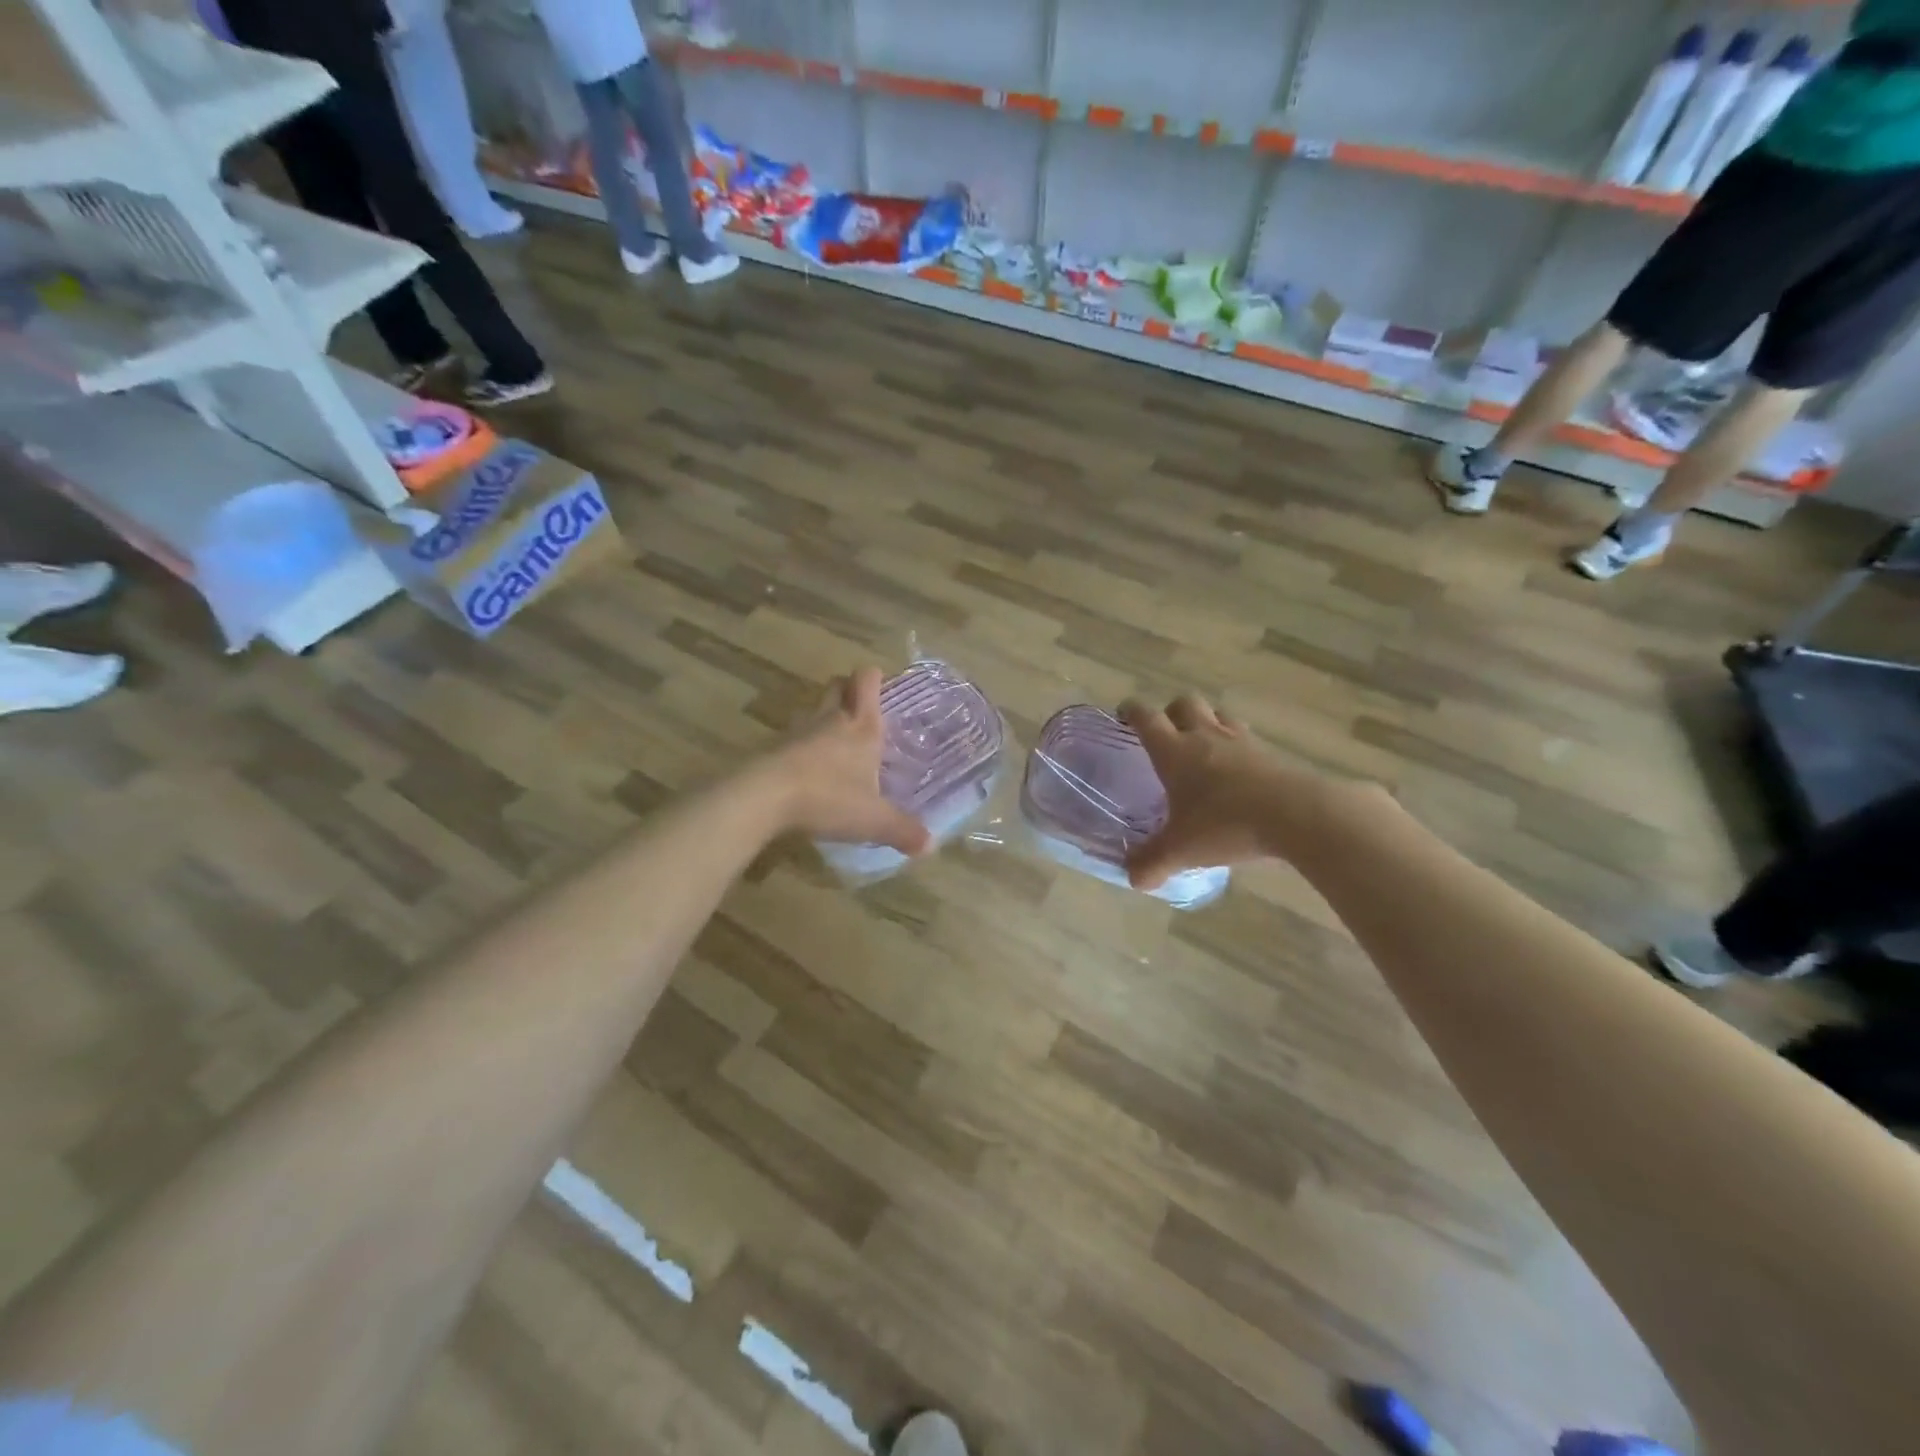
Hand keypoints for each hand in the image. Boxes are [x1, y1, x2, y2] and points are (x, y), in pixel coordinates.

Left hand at [760, 668, 929, 855]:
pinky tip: (808, 768)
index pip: (867, 681)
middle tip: (859, 709)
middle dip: (848, 691)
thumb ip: (902, 830)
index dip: (873, 678)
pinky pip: (793, 738)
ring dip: (824, 717)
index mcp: (862, 727)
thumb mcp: (873, 820)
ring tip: (835, 739)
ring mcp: (799, 732)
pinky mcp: (774, 749)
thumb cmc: (828, 798)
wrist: (764, 798)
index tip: (880, 684)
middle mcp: (831, 720)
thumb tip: (931, 845)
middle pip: (837, 686)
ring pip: (813, 710)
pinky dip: (802, 745)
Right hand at [1119, 693, 1320, 889]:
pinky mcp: (1270, 753)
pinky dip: (1236, 745)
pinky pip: (1247, 737)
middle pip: (1184, 703)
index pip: (1146, 717)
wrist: (1296, 815)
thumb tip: (1133, 878)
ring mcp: (1241, 741)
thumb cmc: (1226, 824)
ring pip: (1218, 714)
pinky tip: (1237, 769)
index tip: (1124, 714)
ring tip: (1202, 745)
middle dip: (1171, 712)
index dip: (1131, 711)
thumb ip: (1153, 863)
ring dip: (1206, 722)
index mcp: (1175, 751)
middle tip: (1166, 733)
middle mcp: (1205, 736)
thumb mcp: (1182, 850)